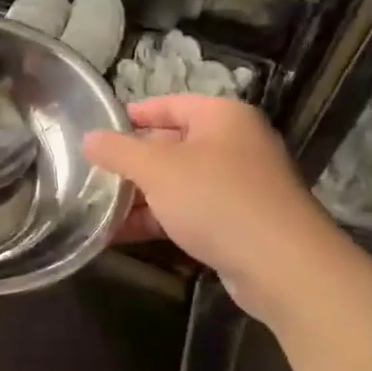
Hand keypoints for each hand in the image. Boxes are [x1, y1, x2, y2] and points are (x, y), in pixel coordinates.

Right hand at [82, 95, 346, 318]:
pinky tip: (121, 235)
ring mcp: (239, 185)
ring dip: (140, 196)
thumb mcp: (157, 169)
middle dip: (131, 162)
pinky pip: (189, 212)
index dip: (132, 115)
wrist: (283, 266)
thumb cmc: (217, 199)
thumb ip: (118, 150)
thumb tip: (88, 138)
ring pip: (178, 182)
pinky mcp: (238, 223)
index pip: (169, 104)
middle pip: (171, 144)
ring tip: (98, 207)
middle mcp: (234, 144)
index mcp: (222, 117)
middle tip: (92, 173)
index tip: (98, 131)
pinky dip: (158, 220)